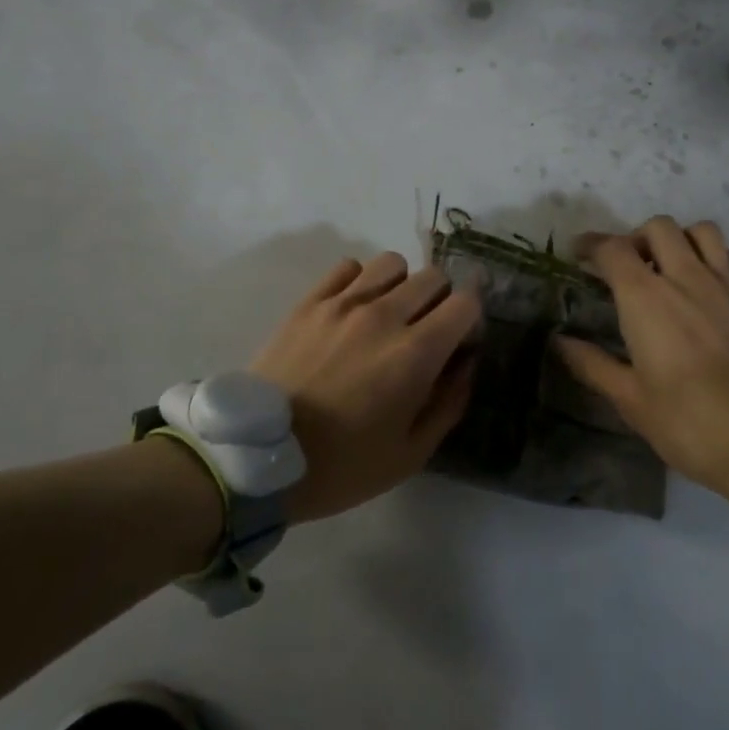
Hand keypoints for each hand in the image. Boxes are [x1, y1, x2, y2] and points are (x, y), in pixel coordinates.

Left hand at [250, 252, 479, 521]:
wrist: (257, 460)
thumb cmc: (341, 466)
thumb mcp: (409, 454)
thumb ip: (449, 404)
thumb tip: (466, 364)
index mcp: (415, 354)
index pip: (466, 303)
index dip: (470, 320)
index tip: (459, 343)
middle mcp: (384, 316)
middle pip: (434, 277)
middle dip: (441, 301)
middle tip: (425, 332)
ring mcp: (343, 304)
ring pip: (392, 263)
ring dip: (401, 285)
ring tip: (388, 315)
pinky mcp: (310, 302)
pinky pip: (348, 267)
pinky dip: (360, 281)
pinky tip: (352, 309)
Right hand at [555, 216, 728, 560]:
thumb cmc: (691, 424)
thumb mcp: (631, 401)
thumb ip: (592, 365)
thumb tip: (559, 341)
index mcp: (647, 298)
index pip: (613, 249)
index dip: (591, 245)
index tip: (578, 255)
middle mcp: (686, 278)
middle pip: (658, 227)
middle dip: (634, 237)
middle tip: (624, 267)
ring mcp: (725, 285)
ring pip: (701, 231)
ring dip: (678, 239)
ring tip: (667, 268)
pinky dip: (715, 258)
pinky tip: (706, 286)